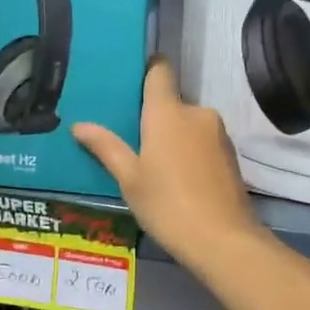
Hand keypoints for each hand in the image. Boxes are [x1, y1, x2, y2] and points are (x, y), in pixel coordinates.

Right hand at [72, 59, 262, 265]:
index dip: (147, 70)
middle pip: (172, 102)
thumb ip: (106, 147)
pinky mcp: (231, 155)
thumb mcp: (129, 179)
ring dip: (174, 138)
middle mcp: (196, 112)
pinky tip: (179, 180)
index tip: (131, 82)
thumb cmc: (167, 204)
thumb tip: (79, 125)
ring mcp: (218, 133)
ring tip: (155, 167)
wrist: (222, 239)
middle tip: (133, 142)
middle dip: (156, 118)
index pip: (160, 71)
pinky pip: (203, 143)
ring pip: (189, 125)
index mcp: (168, 111)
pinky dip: (191, 153)